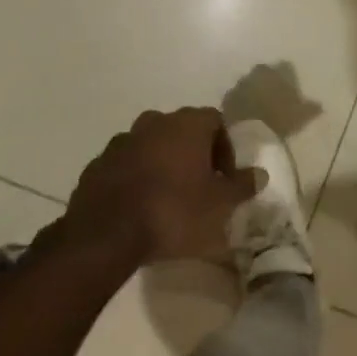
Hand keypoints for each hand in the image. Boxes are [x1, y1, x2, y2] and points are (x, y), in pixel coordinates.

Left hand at [66, 107, 261, 264]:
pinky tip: (138, 206)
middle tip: (198, 187)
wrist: (105, 235)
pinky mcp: (97, 164)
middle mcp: (154, 122)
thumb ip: (241, 186)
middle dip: (192, 154)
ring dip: (162, 164)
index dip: (224, 147)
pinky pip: (125, 164)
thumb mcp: (219, 206)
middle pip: (182, 130)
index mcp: (187, 124)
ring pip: (151, 145)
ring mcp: (122, 141)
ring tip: (167, 198)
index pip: (215, 121)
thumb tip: (259, 174)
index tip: (225, 178)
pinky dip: (135, 177)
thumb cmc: (173, 212)